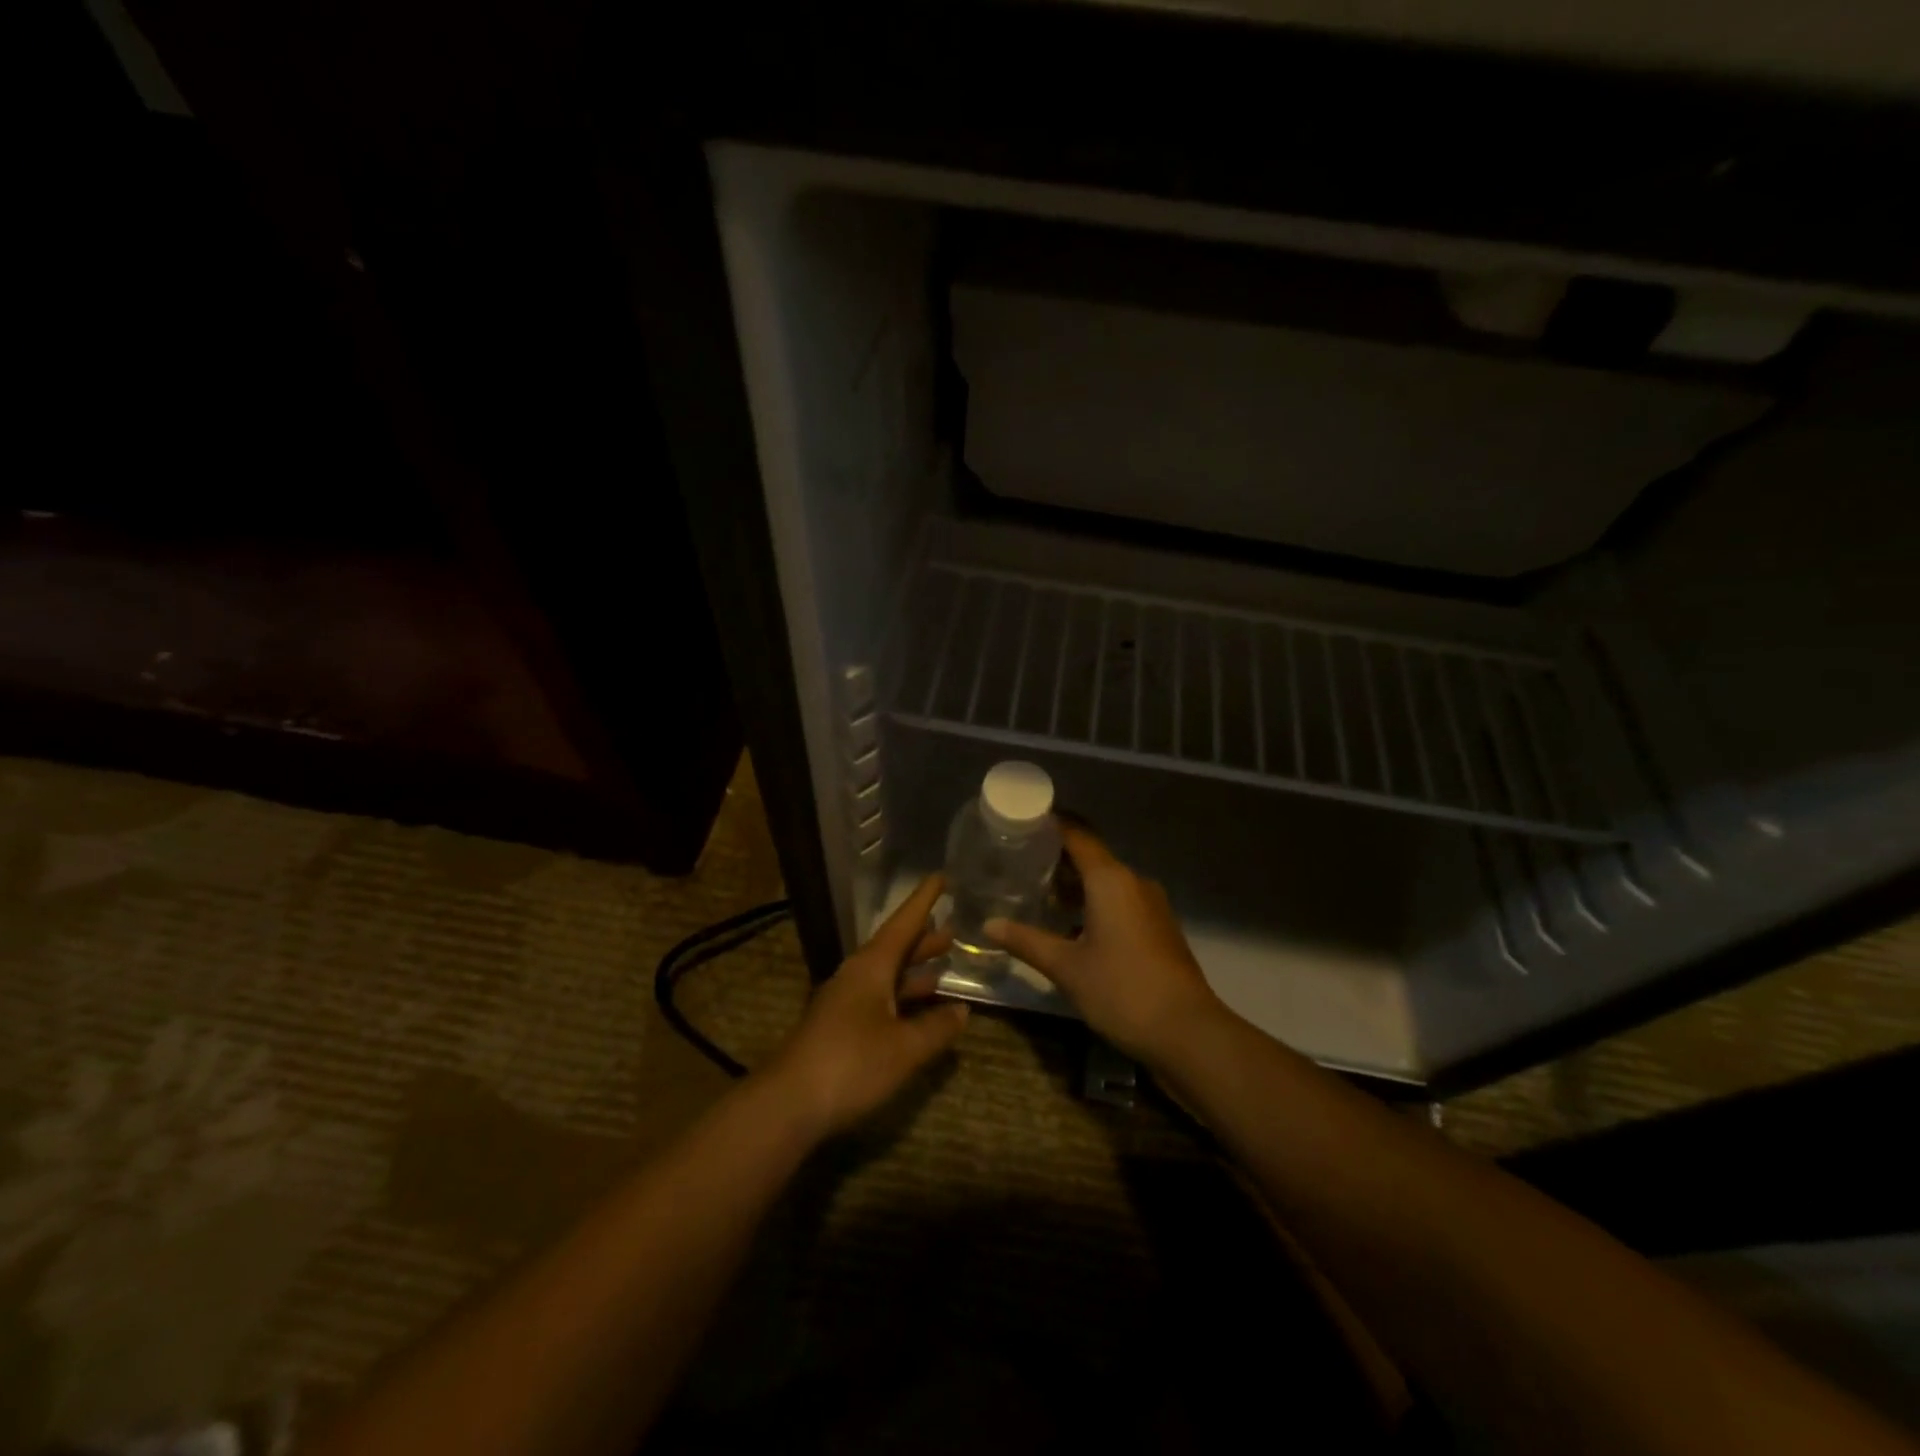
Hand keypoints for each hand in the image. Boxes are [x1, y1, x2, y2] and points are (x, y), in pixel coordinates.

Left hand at [765, 874, 969, 1139]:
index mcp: (871, 966)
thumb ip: (937, 1028)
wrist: (788, 1104)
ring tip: (943, 966)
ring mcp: (845, 1002)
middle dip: (923, 939)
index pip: (903, 923)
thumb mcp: (904, 1048)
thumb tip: (962, 1011)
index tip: (941, 877)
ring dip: (913, 970)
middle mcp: (856, 976)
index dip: (924, 901)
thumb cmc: (851, 1064)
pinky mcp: (840, 1028)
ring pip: (886, 975)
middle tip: (952, 930)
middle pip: (894, 948)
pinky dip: (902, 998)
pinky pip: (879, 999)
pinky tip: (919, 1012)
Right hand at [986, 825, 1226, 1066]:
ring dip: (1075, 885)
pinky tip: (1071, 926)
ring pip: (1106, 882)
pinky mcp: (1158, 928)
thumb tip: (989, 924)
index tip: (1021, 823)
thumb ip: (1026, 941)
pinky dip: (1094, 903)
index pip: (1077, 835)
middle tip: (1018, 863)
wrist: (1188, 1033)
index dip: (1050, 825)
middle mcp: (1133, 882)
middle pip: (1091, 857)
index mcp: (1110, 880)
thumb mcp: (1066, 967)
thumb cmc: (1122, 990)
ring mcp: (1151, 905)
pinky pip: (1120, 901)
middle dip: (1057, 858)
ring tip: (1039, 894)